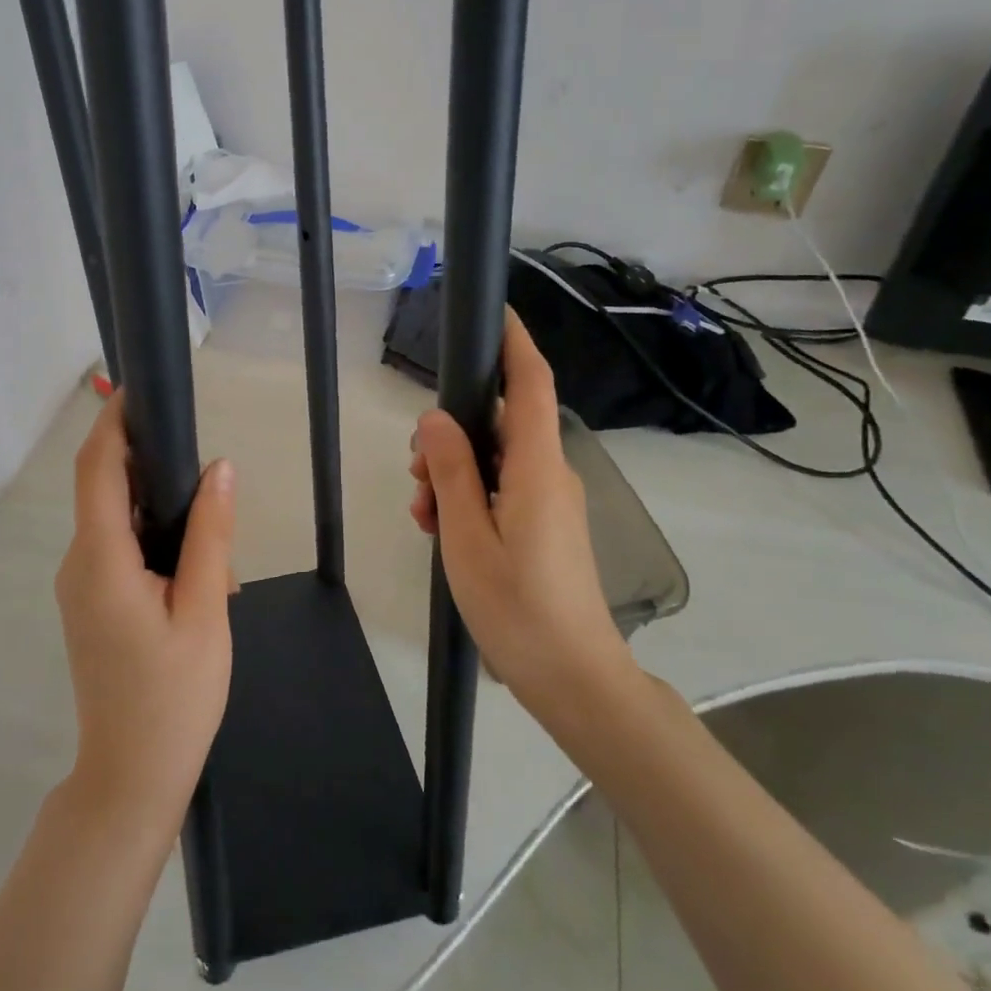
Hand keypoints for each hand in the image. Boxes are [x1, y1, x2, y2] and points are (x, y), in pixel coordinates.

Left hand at [55, 394, 236, 838]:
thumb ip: (211, 534)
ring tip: (214, 548)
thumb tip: (219, 467)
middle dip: (152, 468)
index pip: (97, 469)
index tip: (140, 388)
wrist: (131, 779)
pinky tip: (195, 571)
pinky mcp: (91, 603)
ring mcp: (80, 585)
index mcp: (101, 560)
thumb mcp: (205, 610)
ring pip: (115, 520)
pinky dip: (153, 539)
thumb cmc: (174, 698)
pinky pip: (117, 549)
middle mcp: (79, 563)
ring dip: (160, 511)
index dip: (113, 423)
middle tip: (209, 479)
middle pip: (105, 488)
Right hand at [409, 309, 637, 737]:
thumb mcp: (467, 537)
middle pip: (502, 424)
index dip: (514, 344)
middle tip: (415, 474)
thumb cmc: (518, 607)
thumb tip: (435, 419)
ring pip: (497, 460)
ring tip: (424, 513)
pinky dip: (471, 496)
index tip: (495, 312)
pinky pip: (504, 489)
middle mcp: (551, 474)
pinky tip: (443, 528)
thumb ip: (451, 472)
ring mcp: (552, 501)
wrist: (575, 678)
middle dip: (453, 434)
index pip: (531, 386)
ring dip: (455, 473)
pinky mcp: (548, 524)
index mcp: (537, 468)